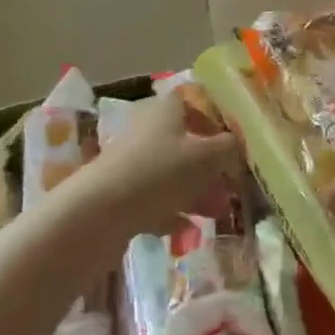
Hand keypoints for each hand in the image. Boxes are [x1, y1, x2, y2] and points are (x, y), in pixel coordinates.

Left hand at [86, 91, 242, 232]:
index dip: (214, 120)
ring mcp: (131, 164)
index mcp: (166, 111)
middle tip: (231, 186)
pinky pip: (154, 201)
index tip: (233, 142)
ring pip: (171, 174)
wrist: (98, 214)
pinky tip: (188, 231)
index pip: (192, 103)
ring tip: (217, 213)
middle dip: (210, 166)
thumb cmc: (160, 173)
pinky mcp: (120, 195)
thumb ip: (229, 148)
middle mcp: (147, 131)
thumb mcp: (207, 157)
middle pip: (185, 143)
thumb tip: (236, 144)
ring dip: (196, 193)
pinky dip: (172, 213)